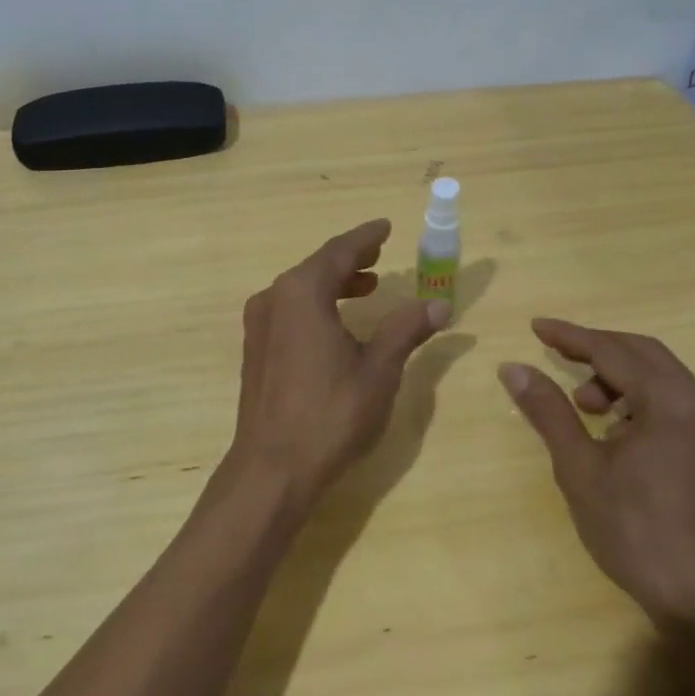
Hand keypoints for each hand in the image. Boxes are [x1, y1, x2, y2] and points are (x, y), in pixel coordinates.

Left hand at [230, 220, 450, 508]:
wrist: (272, 469)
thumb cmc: (330, 414)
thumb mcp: (378, 370)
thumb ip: (406, 330)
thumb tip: (439, 304)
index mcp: (301, 292)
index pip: (339, 252)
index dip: (365, 237)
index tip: (385, 226)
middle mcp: (274, 298)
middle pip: (316, 267)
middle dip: (350, 260)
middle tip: (379, 254)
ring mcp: (259, 325)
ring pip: (301, 289)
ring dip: (334, 283)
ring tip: (366, 287)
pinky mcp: (256, 350)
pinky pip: (289, 310)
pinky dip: (316, 305)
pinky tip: (336, 324)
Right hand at [498, 319, 694, 630]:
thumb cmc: (636, 532)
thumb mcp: (580, 468)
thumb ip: (548, 410)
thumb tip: (512, 367)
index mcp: (673, 402)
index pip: (613, 350)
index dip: (571, 336)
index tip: (535, 327)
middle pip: (642, 353)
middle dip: (596, 350)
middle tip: (555, 355)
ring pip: (661, 375)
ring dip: (618, 376)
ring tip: (585, 407)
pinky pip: (674, 400)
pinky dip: (640, 398)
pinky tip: (616, 429)